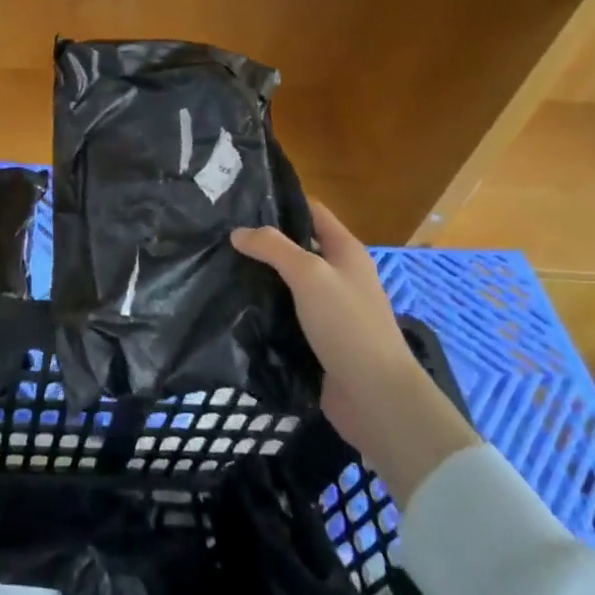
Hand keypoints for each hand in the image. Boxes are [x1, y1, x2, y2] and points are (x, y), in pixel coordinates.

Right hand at [231, 199, 478, 505]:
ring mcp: (328, 309)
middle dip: (262, 241)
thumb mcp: (310, 275)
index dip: (281, 200)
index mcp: (346, 252)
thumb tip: (237, 233)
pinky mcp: (316, 339)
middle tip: (220, 234)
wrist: (375, 397)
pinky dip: (263, 308)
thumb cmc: (348, 325)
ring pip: (287, 282)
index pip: (311, 211)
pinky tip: (234, 305)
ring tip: (218, 266)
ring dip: (259, 276)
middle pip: (296, 247)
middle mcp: (339, 276)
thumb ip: (273, 248)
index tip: (240, 198)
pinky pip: (285, 314)